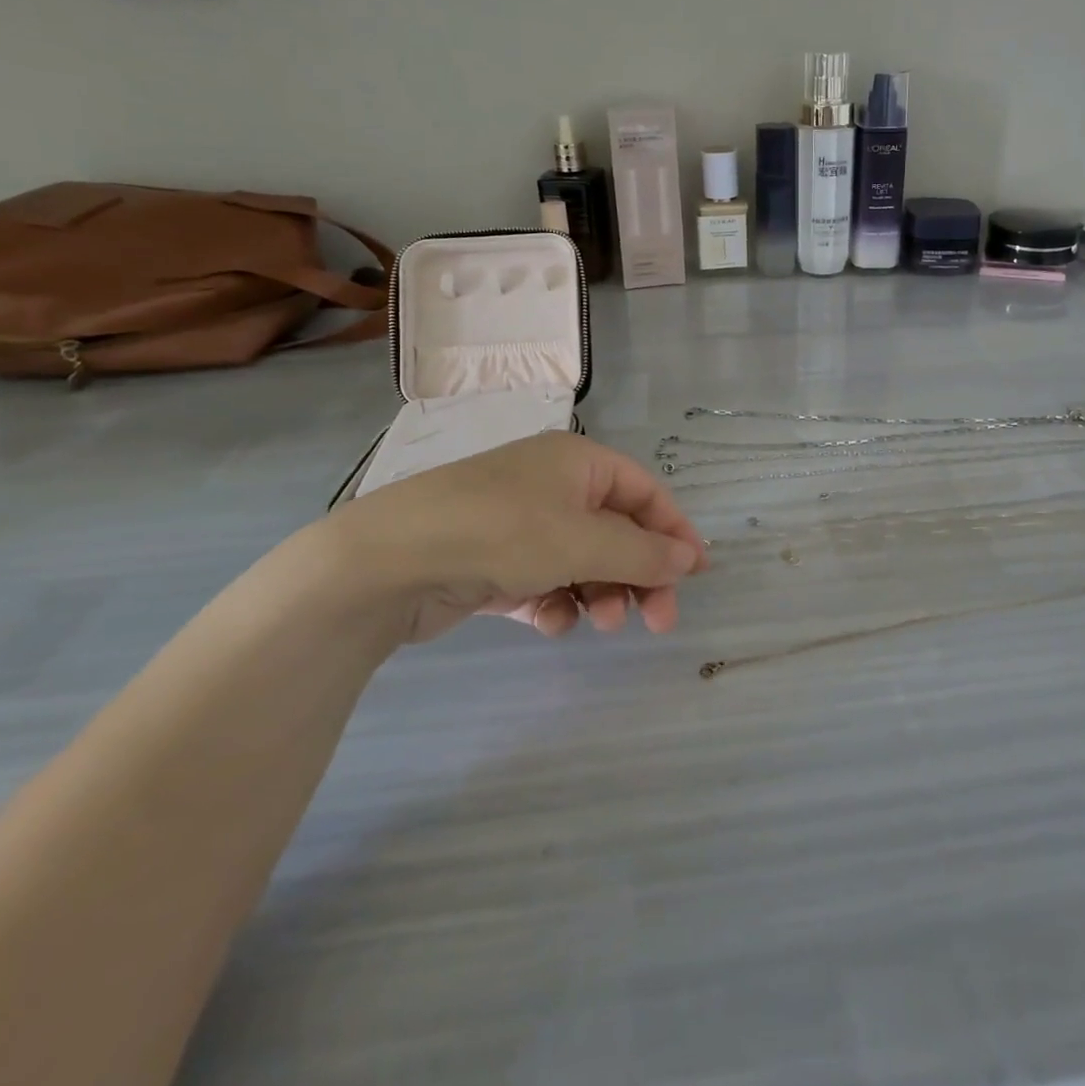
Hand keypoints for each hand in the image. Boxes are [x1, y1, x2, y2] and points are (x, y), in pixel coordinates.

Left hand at [320, 432, 707, 643]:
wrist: (387, 561)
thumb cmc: (501, 532)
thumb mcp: (584, 541)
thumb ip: (643, 553)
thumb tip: (689, 560)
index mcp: (578, 462)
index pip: (645, 492)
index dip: (675, 531)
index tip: (697, 575)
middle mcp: (552, 487)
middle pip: (617, 531)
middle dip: (639, 575)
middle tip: (659, 621)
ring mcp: (520, 524)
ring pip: (583, 561)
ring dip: (601, 592)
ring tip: (601, 623)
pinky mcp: (493, 562)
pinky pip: (544, 581)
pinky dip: (556, 602)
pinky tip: (551, 623)